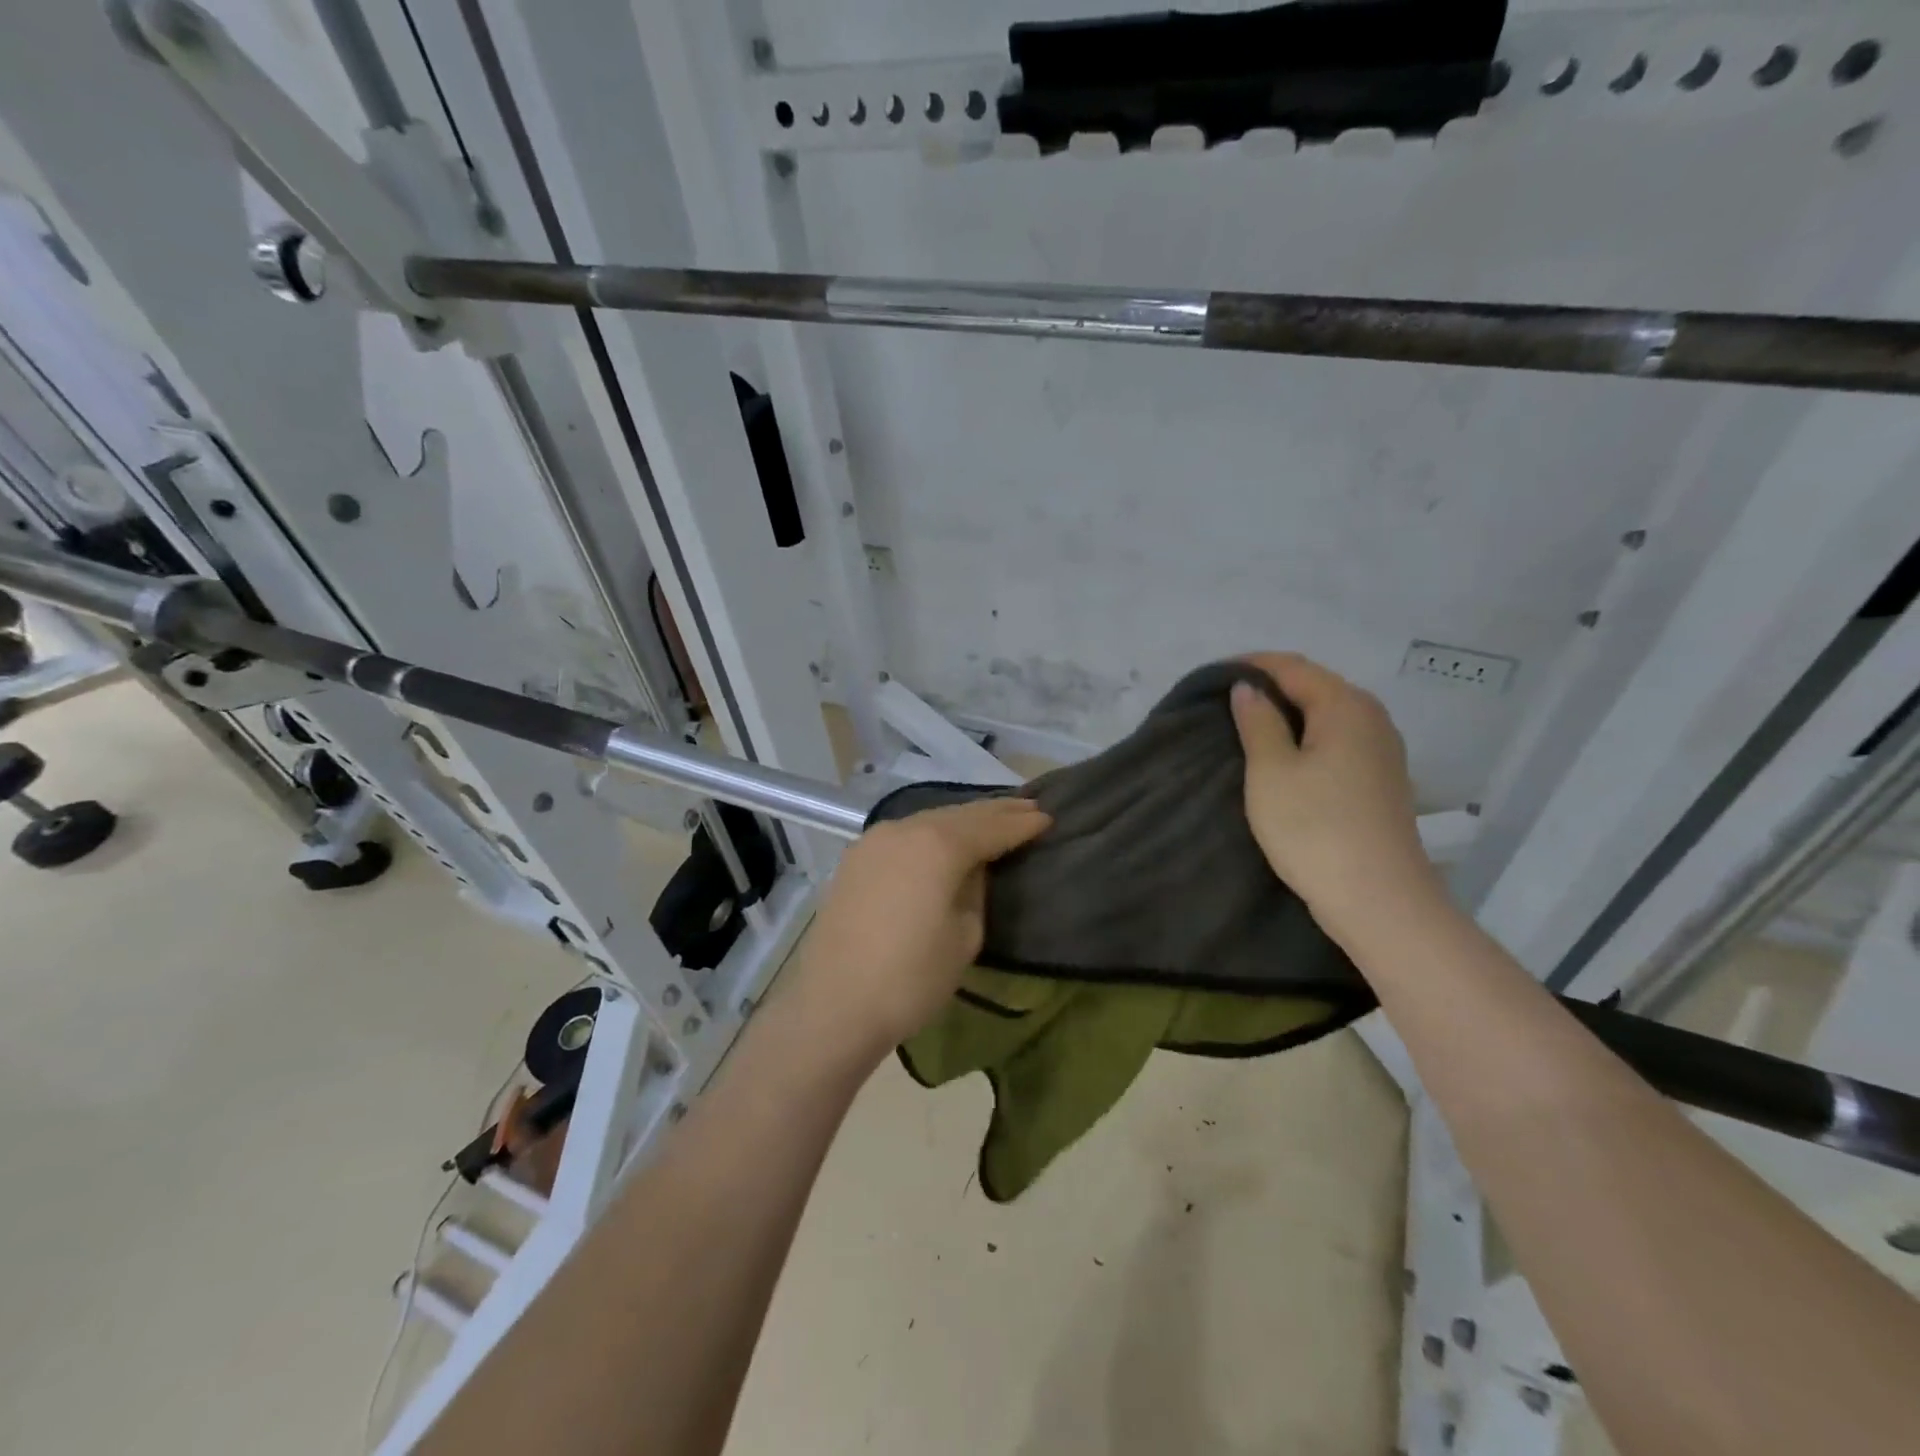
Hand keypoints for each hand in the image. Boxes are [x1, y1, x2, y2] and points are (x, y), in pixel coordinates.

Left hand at [790, 796, 1051, 1054]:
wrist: (834, 1004)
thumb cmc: (910, 978)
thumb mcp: (965, 936)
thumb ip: (976, 891)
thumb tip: (972, 870)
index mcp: (938, 845)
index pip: (991, 828)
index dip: (1022, 825)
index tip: (1048, 818)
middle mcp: (905, 829)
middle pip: (960, 815)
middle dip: (996, 812)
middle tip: (1028, 808)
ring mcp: (875, 840)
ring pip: (930, 820)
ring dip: (963, 819)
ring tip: (992, 818)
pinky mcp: (856, 858)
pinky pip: (906, 834)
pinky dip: (932, 831)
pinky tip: (944, 837)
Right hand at [1230, 652, 1439, 935]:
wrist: (1378, 900)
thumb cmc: (1315, 829)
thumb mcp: (1271, 772)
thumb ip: (1258, 722)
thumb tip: (1248, 687)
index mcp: (1345, 706)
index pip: (1292, 666)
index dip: (1251, 665)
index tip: (1212, 677)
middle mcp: (1372, 717)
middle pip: (1314, 686)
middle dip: (1269, 688)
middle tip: (1223, 704)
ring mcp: (1382, 750)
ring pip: (1326, 715)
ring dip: (1287, 715)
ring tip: (1246, 729)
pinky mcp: (1381, 779)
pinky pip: (1337, 740)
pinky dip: (1306, 738)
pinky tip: (1283, 758)